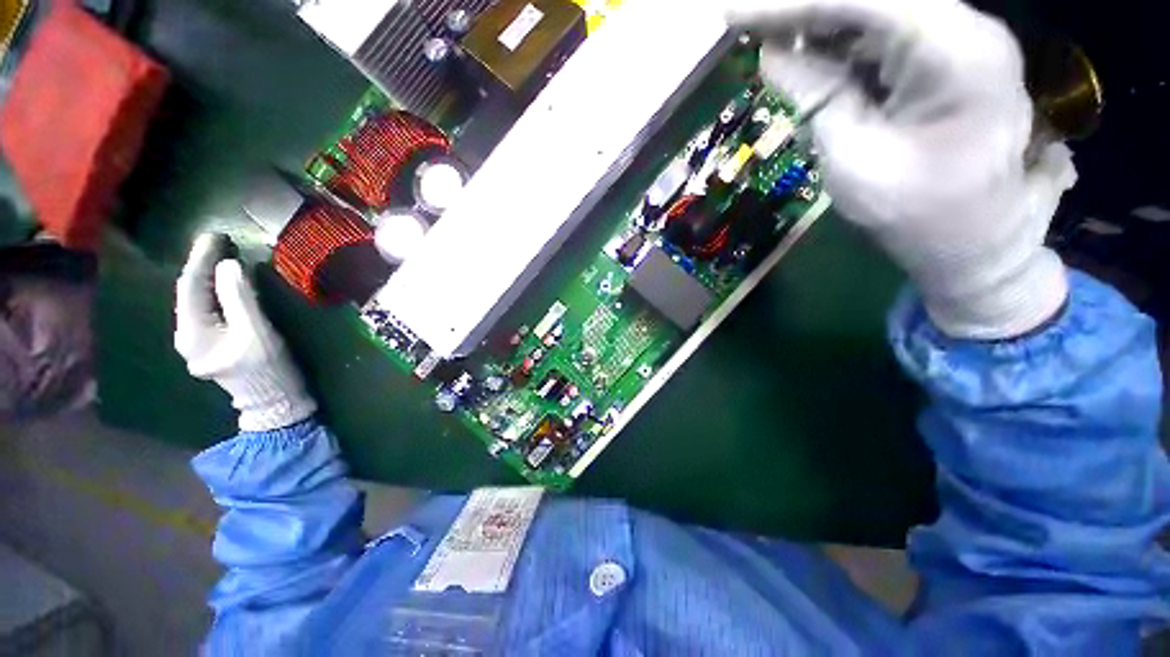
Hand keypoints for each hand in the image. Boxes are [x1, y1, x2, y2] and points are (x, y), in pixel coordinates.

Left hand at [175, 234, 316, 431]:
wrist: (275, 402)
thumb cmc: (269, 370)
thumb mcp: (257, 333)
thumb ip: (241, 300)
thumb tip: (229, 265)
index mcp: (193, 334)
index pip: (191, 287)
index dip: (202, 259)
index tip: (217, 235)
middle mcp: (186, 335)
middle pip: (190, 292)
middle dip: (204, 264)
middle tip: (222, 240)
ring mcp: (197, 341)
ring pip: (198, 300)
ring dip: (209, 276)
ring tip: (224, 254)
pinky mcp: (211, 342)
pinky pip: (208, 308)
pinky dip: (216, 290)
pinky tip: (226, 281)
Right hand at [726, 0, 1077, 338]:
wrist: (977, 244)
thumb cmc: (918, 217)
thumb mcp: (854, 162)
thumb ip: (816, 99)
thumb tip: (773, 53)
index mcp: (953, 51)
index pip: (861, 0)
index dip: (789, 3)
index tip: (732, 15)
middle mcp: (962, 29)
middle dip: (803, 9)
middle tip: (746, 25)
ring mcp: (957, 42)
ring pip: (875, 12)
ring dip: (818, 25)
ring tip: (768, 41)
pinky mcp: (945, 60)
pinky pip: (882, 36)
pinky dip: (838, 44)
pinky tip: (804, 56)